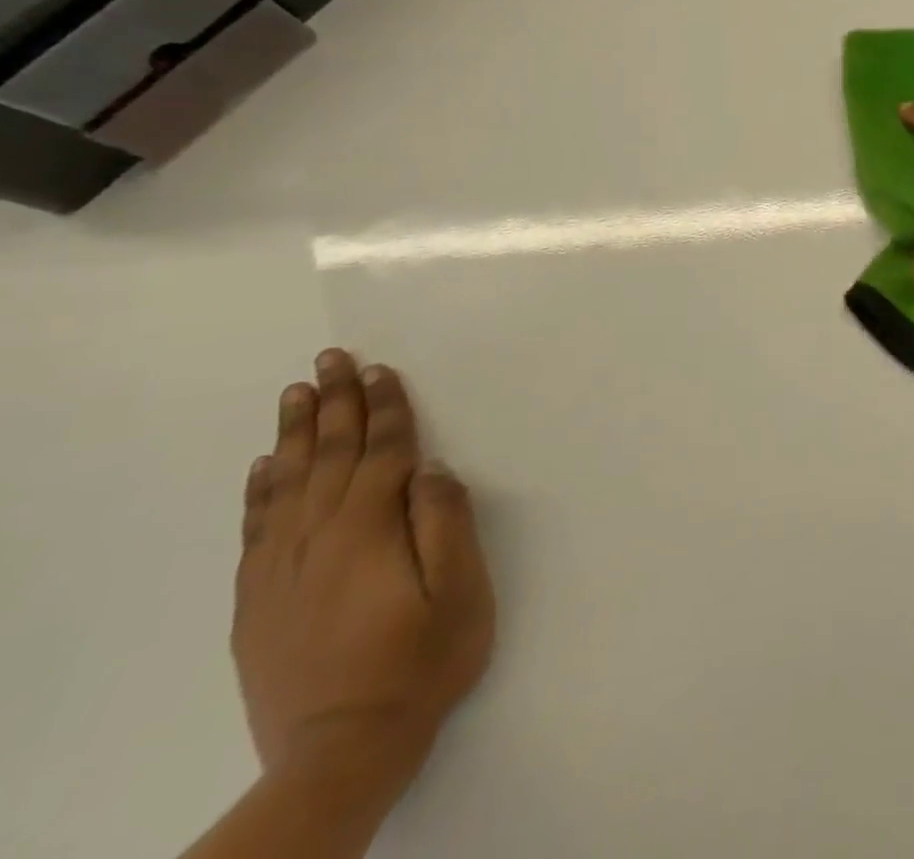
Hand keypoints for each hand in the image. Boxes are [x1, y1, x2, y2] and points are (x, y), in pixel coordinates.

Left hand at [232, 350, 494, 783]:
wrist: (342, 752)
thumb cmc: (422, 660)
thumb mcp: (460, 590)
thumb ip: (444, 522)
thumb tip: (430, 468)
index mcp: (369, 531)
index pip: (379, 452)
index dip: (384, 408)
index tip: (380, 369)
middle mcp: (317, 540)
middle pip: (327, 457)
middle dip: (333, 403)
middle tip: (330, 358)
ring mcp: (280, 571)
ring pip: (285, 484)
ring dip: (294, 434)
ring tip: (296, 393)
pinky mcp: (258, 602)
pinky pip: (255, 528)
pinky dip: (259, 490)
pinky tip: (263, 466)